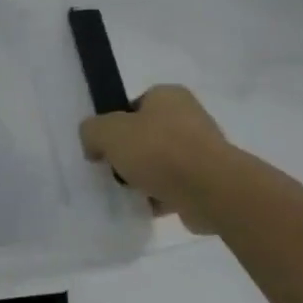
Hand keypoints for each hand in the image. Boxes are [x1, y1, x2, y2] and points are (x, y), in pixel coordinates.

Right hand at [80, 85, 234, 234]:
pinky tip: (147, 207)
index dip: (116, 124)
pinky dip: (161, 196)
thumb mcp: (107, 132)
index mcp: (169, 96)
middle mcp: (190, 117)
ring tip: (130, 192)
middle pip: (147, 135)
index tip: (106, 146)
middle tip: (115, 170)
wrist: (211, 191)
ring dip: (145, 178)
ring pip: (162, 163)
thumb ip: (91, 131)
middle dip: (131, 154)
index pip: (135, 105)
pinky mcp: (211, 180)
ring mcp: (204, 150)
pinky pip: (176, 186)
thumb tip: (94, 146)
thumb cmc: (158, 150)